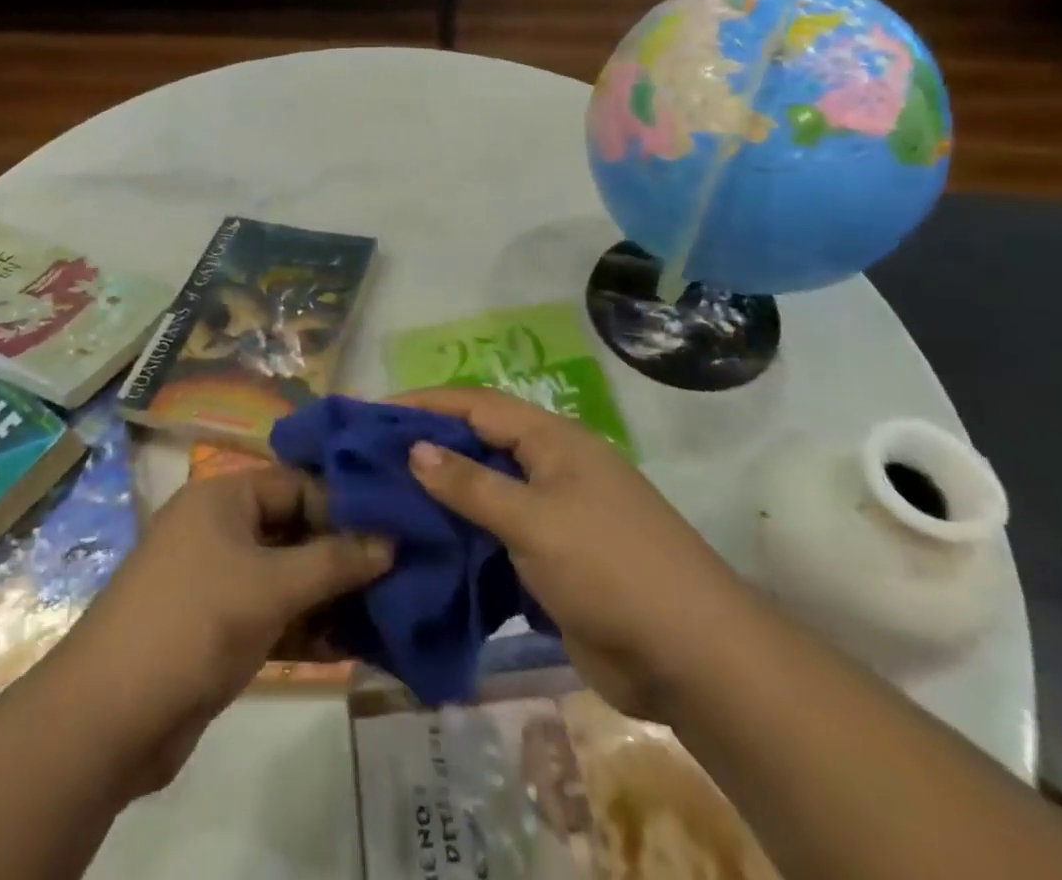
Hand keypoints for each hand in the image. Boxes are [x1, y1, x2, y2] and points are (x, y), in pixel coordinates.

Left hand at [52, 463, 392, 796]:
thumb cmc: (192, 624)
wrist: (107, 719)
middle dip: (345, 550)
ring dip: (334, 593)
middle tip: (404, 566)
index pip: (297, 482)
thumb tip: (391, 541)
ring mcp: (222, 580)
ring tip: (394, 605)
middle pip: (296, 528)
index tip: (397, 523)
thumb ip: (334, 562)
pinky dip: (312, 626)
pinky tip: (360, 643)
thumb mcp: (269, 587)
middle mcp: (222, 529)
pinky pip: (278, 614)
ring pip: (290, 575)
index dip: (346, 502)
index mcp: (224, 497)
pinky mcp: (223, 628)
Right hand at [396, 387, 750, 718]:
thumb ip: (471, 485)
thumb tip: (415, 448)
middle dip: (427, 448)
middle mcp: (551, 467)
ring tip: (384, 502)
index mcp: (553, 440)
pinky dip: (463, 538)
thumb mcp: (534, 520)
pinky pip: (497, 536)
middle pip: (478, 444)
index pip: (476, 405)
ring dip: (442, 496)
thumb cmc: (611, 568)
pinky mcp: (553, 560)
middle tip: (369, 460)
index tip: (373, 413)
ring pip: (485, 493)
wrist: (693, 658)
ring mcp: (554, 515)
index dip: (425, 403)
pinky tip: (425, 549)